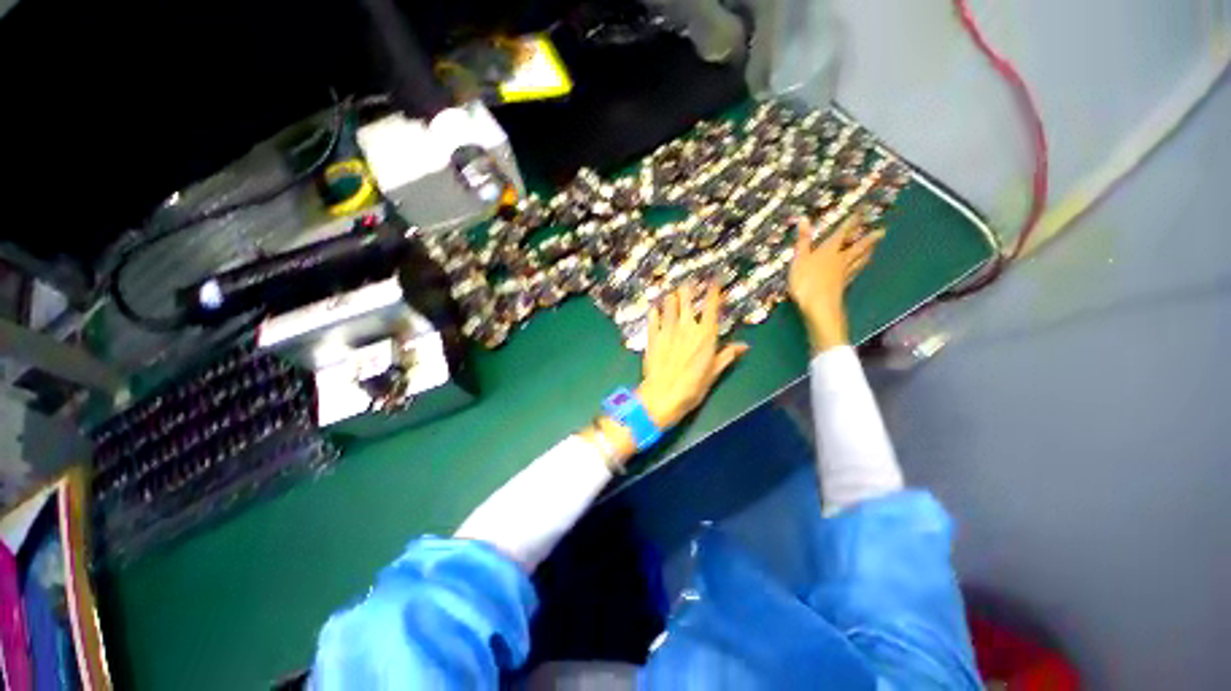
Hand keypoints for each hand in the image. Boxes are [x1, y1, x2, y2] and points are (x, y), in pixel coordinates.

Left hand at [638, 282, 749, 428]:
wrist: (662, 395)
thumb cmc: (692, 387)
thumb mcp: (714, 373)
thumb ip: (727, 356)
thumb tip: (744, 346)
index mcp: (705, 334)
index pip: (711, 305)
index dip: (713, 290)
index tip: (713, 280)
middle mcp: (687, 326)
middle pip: (687, 298)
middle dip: (688, 289)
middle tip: (689, 285)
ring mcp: (667, 329)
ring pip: (669, 303)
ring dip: (672, 297)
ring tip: (673, 295)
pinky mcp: (652, 336)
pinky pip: (653, 316)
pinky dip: (655, 310)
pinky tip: (656, 308)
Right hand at [788, 213, 884, 353]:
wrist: (818, 306)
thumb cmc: (806, 281)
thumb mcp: (799, 259)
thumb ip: (803, 240)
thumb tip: (805, 218)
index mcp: (829, 251)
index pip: (842, 233)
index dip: (851, 223)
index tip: (861, 213)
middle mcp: (840, 260)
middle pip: (857, 247)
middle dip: (868, 238)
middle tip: (882, 231)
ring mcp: (843, 274)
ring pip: (859, 260)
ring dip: (867, 252)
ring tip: (874, 247)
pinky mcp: (843, 286)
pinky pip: (854, 272)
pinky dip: (859, 267)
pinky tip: (860, 268)